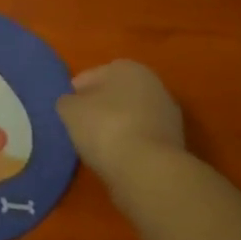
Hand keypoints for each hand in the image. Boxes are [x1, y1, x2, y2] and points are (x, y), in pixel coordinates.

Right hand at [57, 60, 191, 198]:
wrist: (149, 171)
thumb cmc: (105, 127)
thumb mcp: (70, 110)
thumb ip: (67, 101)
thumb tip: (72, 104)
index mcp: (128, 68)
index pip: (93, 75)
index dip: (76, 91)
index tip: (66, 109)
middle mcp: (153, 85)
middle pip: (116, 94)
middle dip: (99, 107)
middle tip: (79, 126)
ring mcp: (167, 115)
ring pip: (131, 117)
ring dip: (115, 127)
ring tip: (95, 146)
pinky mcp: (173, 144)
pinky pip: (141, 138)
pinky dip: (129, 145)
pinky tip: (114, 158)